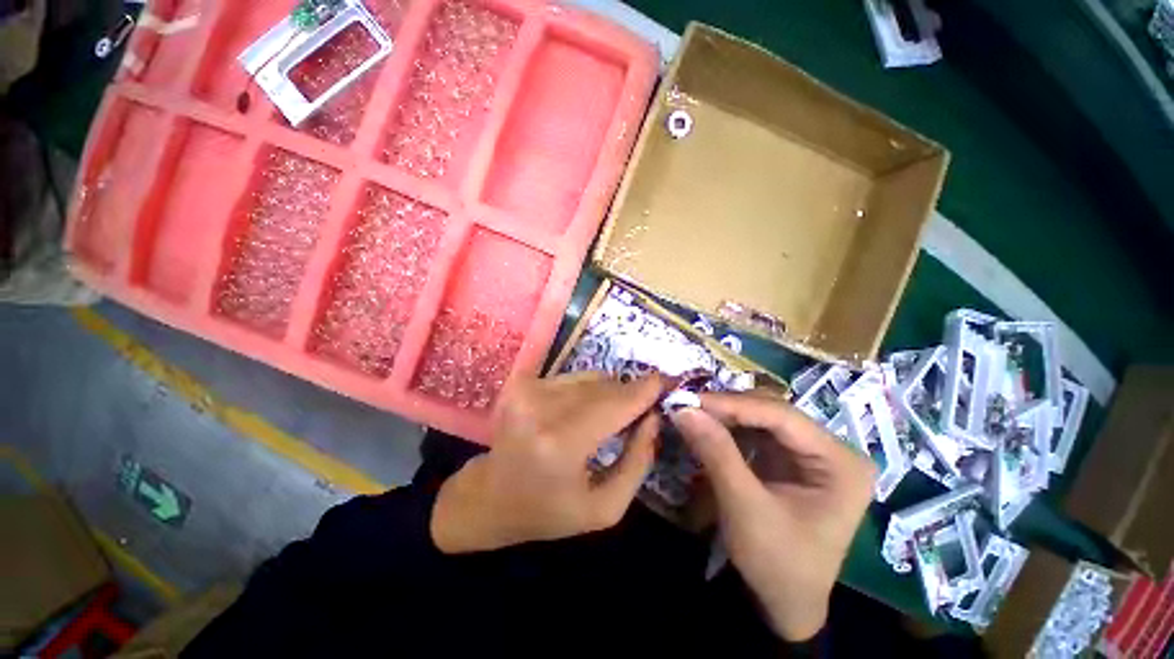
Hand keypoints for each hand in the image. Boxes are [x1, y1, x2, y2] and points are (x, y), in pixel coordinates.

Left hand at [431, 373, 663, 553]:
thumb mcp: (605, 507)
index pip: (615, 404)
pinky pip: (572, 378)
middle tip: (646, 405)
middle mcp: (541, 408)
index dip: (646, 389)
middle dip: (631, 393)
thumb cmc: (548, 511)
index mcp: (561, 444)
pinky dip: (588, 390)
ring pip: (590, 378)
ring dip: (609, 392)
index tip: (670, 380)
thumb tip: (654, 417)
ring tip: (610, 416)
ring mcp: (528, 390)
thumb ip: (638, 461)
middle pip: (605, 386)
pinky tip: (586, 410)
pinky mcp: (522, 383)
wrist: (489, 497)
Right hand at [670, 392, 874, 641]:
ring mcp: (811, 453)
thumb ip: (716, 452)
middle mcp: (832, 450)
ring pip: (761, 419)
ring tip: (692, 414)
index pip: (783, 416)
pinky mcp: (790, 460)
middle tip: (687, 406)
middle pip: (773, 413)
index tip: (690, 400)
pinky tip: (707, 427)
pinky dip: (728, 429)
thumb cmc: (776, 563)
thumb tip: (683, 408)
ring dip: (725, 416)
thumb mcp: (744, 507)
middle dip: (727, 409)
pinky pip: (756, 433)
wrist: (784, 604)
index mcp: (842, 462)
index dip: (733, 404)